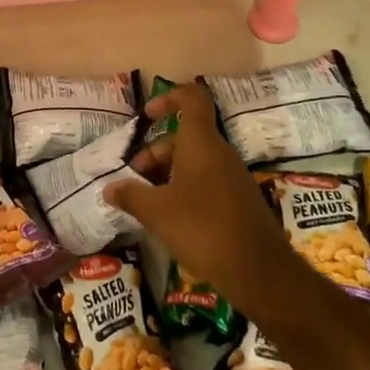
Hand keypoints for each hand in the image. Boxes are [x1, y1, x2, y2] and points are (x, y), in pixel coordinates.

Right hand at [104, 83, 297, 314]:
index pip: (192, 99)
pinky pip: (206, 183)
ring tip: (146, 203)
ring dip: (167, 175)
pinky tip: (170, 219)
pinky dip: (184, 191)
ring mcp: (232, 178)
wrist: (260, 272)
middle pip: (185, 137)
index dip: (168, 97)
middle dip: (155, 153)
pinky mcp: (239, 202)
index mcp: (202, 144)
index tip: (146, 115)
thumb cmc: (203, 229)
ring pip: (194, 162)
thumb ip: (131, 195)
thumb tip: (109, 188)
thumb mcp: (157, 212)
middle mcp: (220, 154)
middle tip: (134, 180)